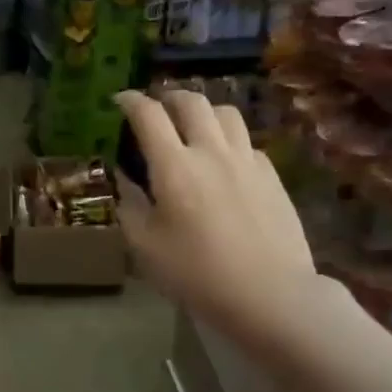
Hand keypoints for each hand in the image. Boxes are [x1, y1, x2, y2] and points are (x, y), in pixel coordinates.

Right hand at [115, 90, 323, 345]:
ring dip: (202, 111)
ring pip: (225, 113)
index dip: (130, 101)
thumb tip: (124, 179)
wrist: (269, 294)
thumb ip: (129, 205)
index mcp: (174, 166)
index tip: (119, 100)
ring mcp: (247, 160)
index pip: (148, 115)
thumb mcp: (145, 246)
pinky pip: (247, 140)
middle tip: (156, 109)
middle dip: (168, 97)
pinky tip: (223, 160)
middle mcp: (211, 151)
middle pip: (191, 102)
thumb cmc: (197, 273)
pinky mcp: (271, 175)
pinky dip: (228, 138)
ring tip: (192, 126)